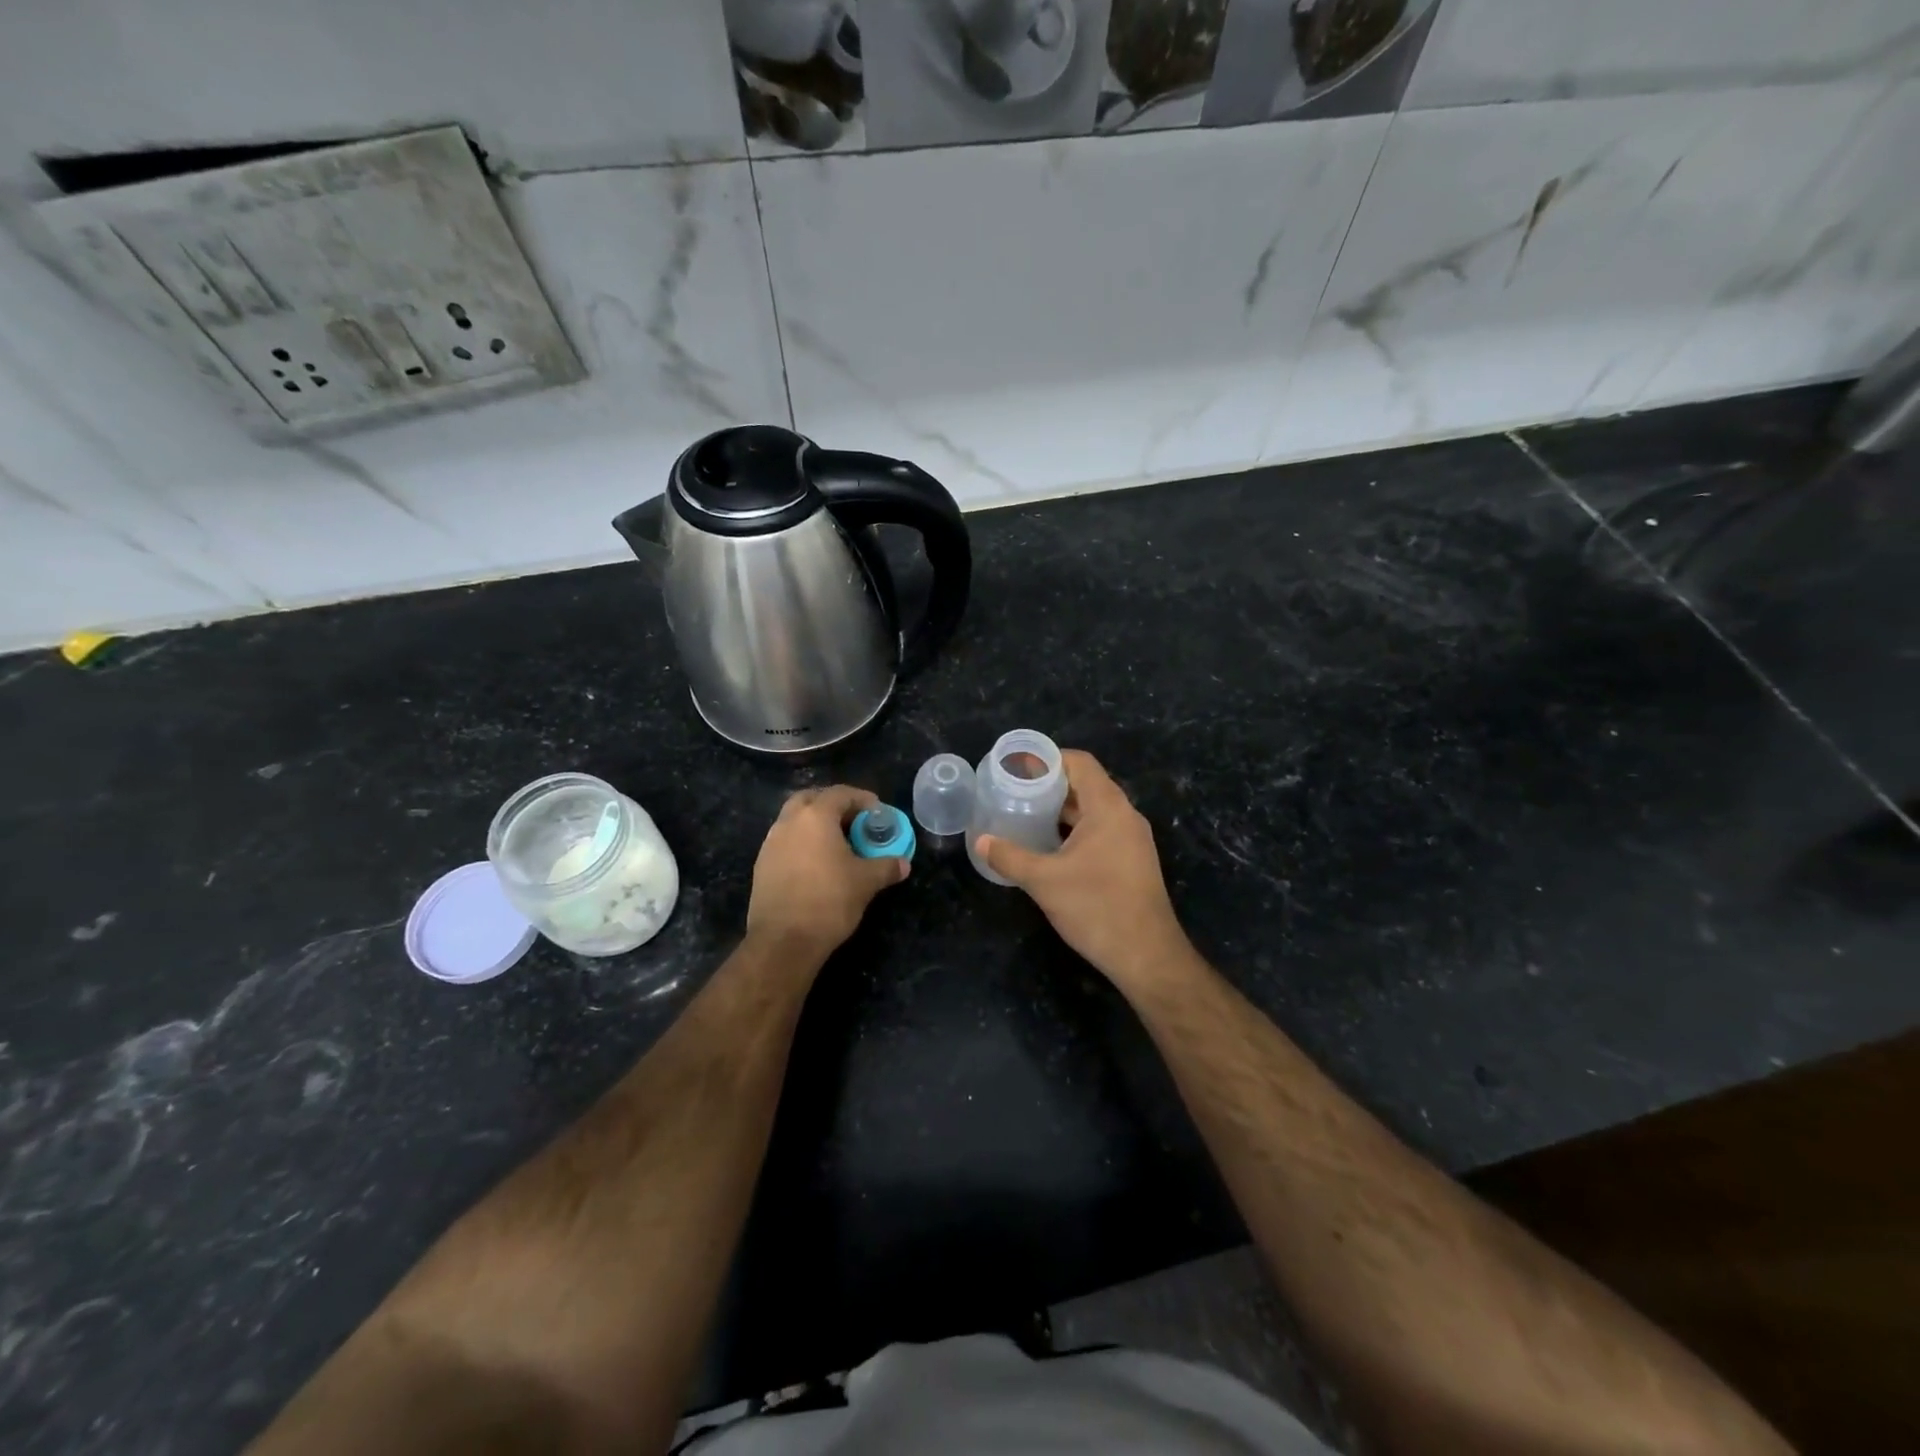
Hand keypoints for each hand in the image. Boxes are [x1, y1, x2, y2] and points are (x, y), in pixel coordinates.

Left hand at [746, 785, 908, 960]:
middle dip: (832, 804)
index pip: (840, 793)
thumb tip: (903, 864)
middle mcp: (788, 823)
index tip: (877, 812)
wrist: (784, 941)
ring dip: (814, 824)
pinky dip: (802, 843)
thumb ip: (886, 867)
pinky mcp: (762, 866)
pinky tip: (816, 864)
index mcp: (815, 817)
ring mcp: (770, 844)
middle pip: (810, 799)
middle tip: (852, 820)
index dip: (861, 798)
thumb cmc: (829, 901)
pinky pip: (785, 842)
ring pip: (793, 820)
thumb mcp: (866, 882)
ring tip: (836, 844)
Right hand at [976, 751, 1192, 991]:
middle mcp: (1125, 816)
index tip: (1017, 767)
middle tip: (1014, 792)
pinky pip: (1100, 831)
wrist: (1146, 955)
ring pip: (1093, 810)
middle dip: (1050, 785)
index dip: (1048, 759)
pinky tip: (1049, 846)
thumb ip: (1010, 857)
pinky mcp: (1132, 861)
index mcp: (1108, 807)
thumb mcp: (1044, 881)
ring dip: (1062, 810)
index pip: (1080, 763)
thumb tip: (982, 841)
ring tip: (1025, 815)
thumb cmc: (1096, 908)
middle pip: (1086, 784)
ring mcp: (1132, 839)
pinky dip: (1074, 830)